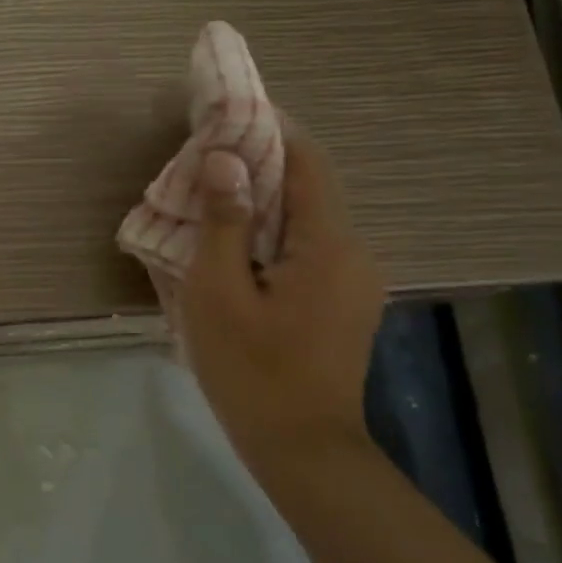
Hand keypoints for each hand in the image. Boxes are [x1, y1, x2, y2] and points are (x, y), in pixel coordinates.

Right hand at [178, 123, 385, 458]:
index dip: (271, 129)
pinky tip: (235, 246)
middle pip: (308, 188)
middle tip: (207, 157)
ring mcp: (355, 280)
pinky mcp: (344, 301)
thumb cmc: (251, 370)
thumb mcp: (218, 293)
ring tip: (212, 197)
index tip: (229, 113)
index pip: (307, 162)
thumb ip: (222, 222)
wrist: (303, 450)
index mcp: (328, 245)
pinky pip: (308, 247)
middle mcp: (354, 252)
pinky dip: (272, 233)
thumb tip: (226, 158)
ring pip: (307, 220)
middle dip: (260, 164)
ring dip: (263, 201)